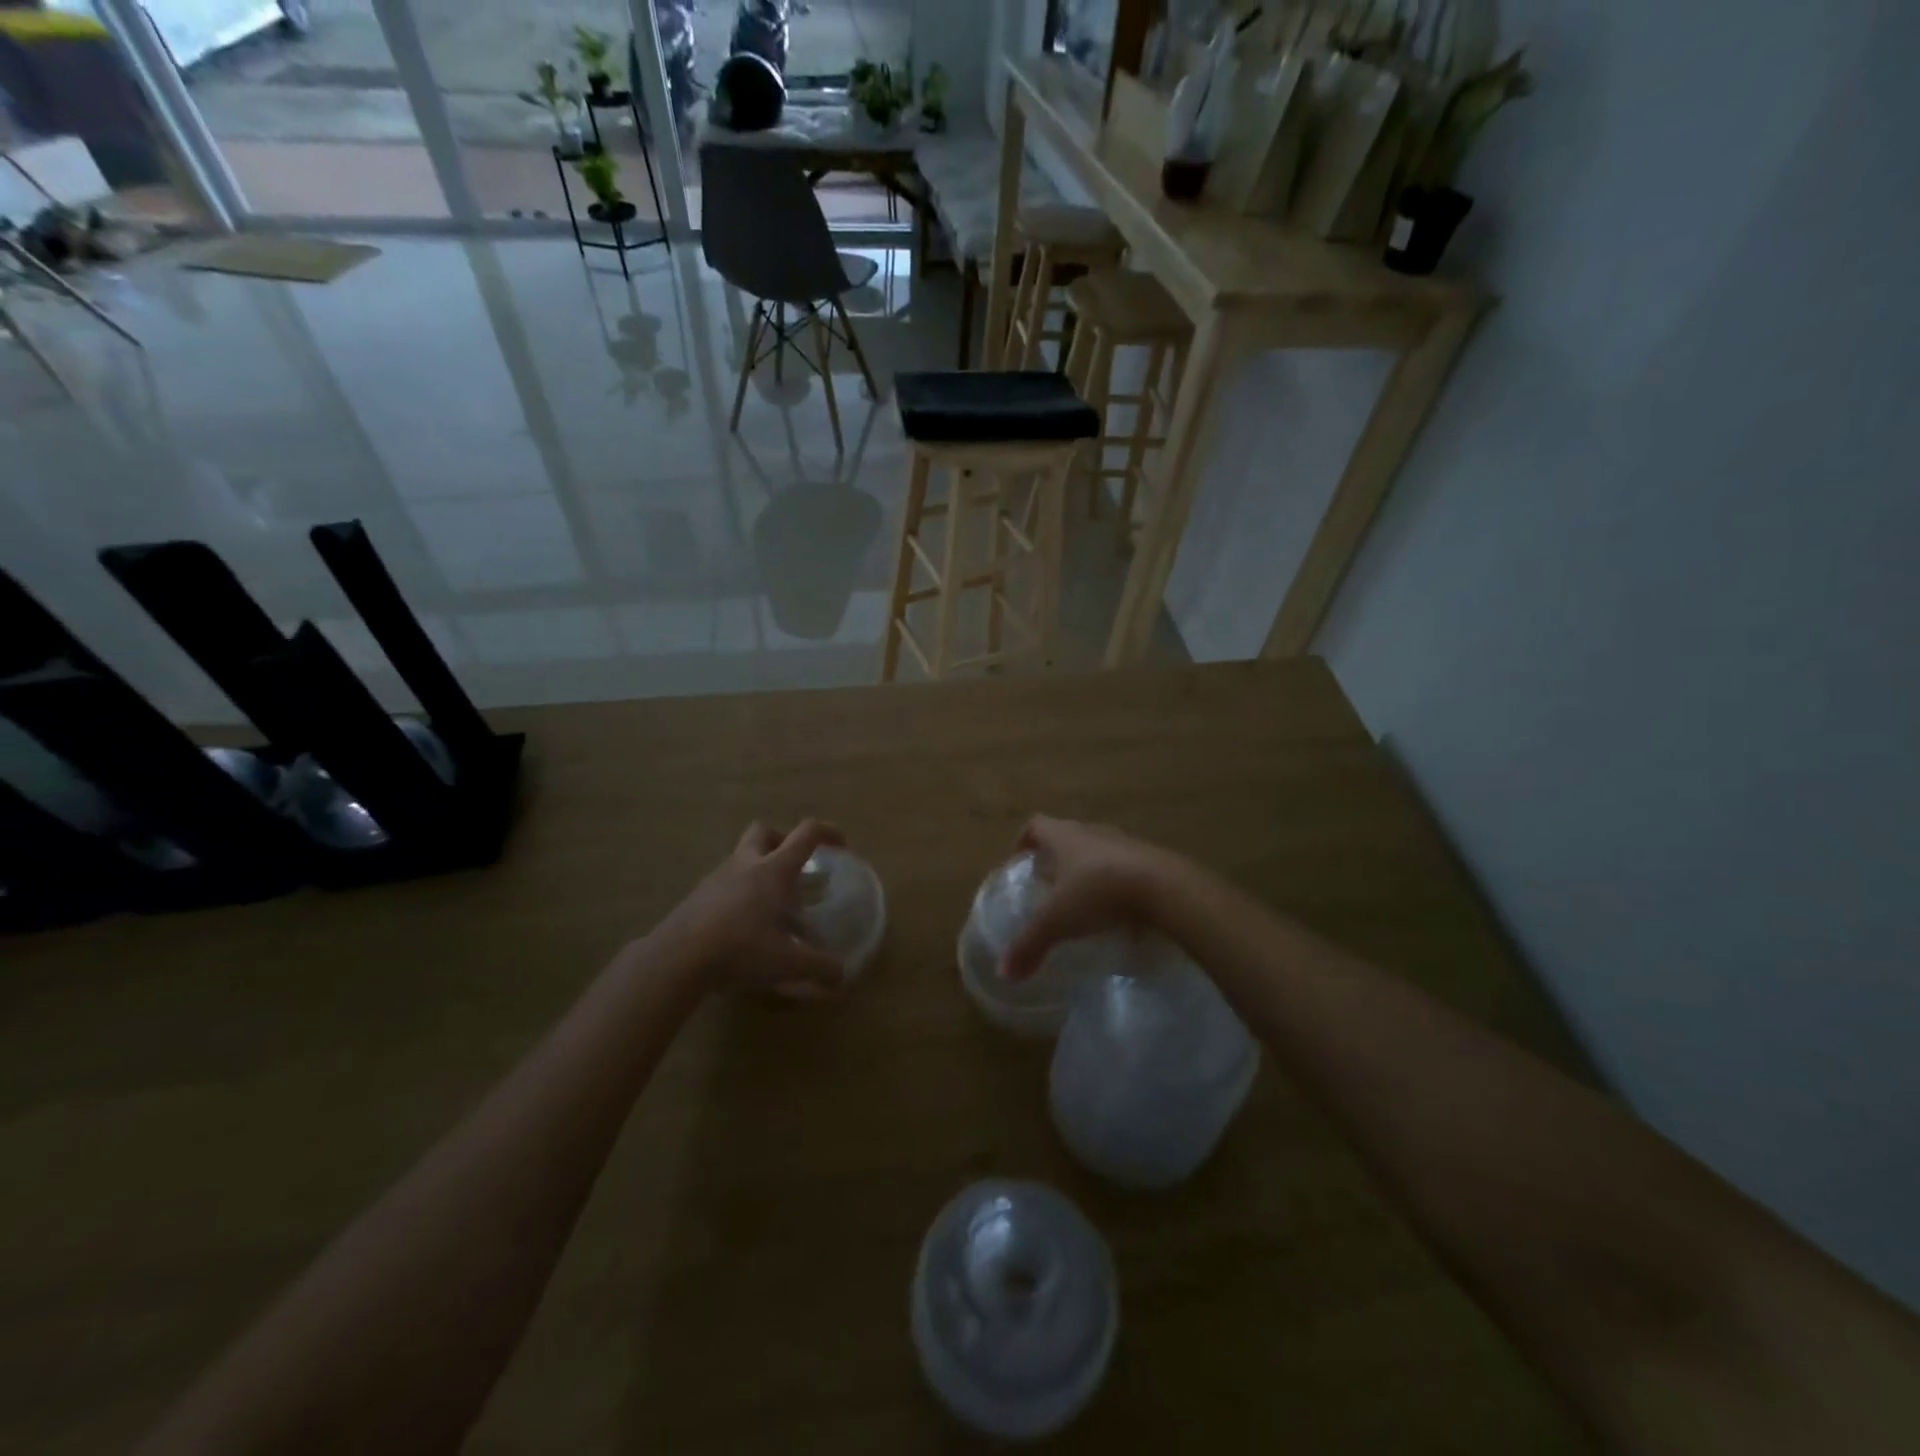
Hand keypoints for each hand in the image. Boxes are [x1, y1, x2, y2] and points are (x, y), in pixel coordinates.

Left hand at [659, 820, 848, 994]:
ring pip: (741, 857)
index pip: (806, 834)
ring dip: (758, 869)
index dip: (828, 832)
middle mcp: (746, 864)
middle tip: (794, 867)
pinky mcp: (696, 896)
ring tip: (770, 904)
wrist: (677, 959)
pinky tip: (742, 925)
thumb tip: (842, 975)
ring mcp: (716, 878)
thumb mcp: (788, 963)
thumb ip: (819, 967)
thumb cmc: (740, 949)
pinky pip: (723, 883)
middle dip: (782, 840)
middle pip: (764, 831)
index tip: (841, 846)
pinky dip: (738, 893)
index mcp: (774, 870)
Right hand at [1001, 816, 1184, 981]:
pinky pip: (1126, 869)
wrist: (1165, 888)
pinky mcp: (1151, 861)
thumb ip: (1029, 945)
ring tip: (1082, 903)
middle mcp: (1093, 832)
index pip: (1036, 825)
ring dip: (1088, 871)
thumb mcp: (1057, 921)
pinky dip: (1116, 886)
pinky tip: (1117, 914)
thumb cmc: (1099, 892)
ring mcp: (1125, 843)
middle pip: (1067, 837)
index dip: (1023, 841)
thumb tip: (1004, 974)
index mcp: (1064, 836)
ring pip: (1098, 852)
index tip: (1019, 863)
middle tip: (1047, 888)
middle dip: (1055, 859)